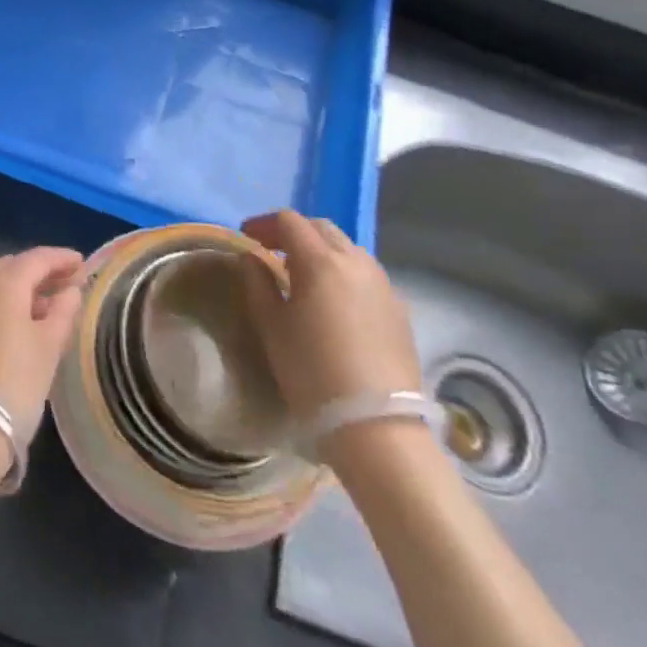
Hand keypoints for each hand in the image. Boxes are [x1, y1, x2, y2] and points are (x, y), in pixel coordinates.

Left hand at [0, 247, 85, 452]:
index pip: (37, 258)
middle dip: (40, 273)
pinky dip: (3, 305)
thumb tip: (70, 291)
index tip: (82, 263)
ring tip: (48, 307)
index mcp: (2, 281)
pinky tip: (20, 324)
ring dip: (21, 290)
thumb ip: (63, 311)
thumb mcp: (49, 346)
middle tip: (67, 284)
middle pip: (13, 267)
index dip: (62, 258)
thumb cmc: (14, 382)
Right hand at [239, 211, 422, 427]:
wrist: (376, 424)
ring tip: (302, 275)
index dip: (264, 223)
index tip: (247, 236)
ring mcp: (383, 284)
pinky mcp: (399, 308)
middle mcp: (356, 261)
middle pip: (321, 228)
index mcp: (321, 261)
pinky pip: (366, 274)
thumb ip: (258, 283)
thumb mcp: (271, 326)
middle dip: (294, 232)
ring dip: (321, 250)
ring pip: (348, 249)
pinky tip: (334, 301)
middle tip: (271, 250)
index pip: (289, 221)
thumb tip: (252, 259)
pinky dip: (344, 273)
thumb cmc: (312, 371)